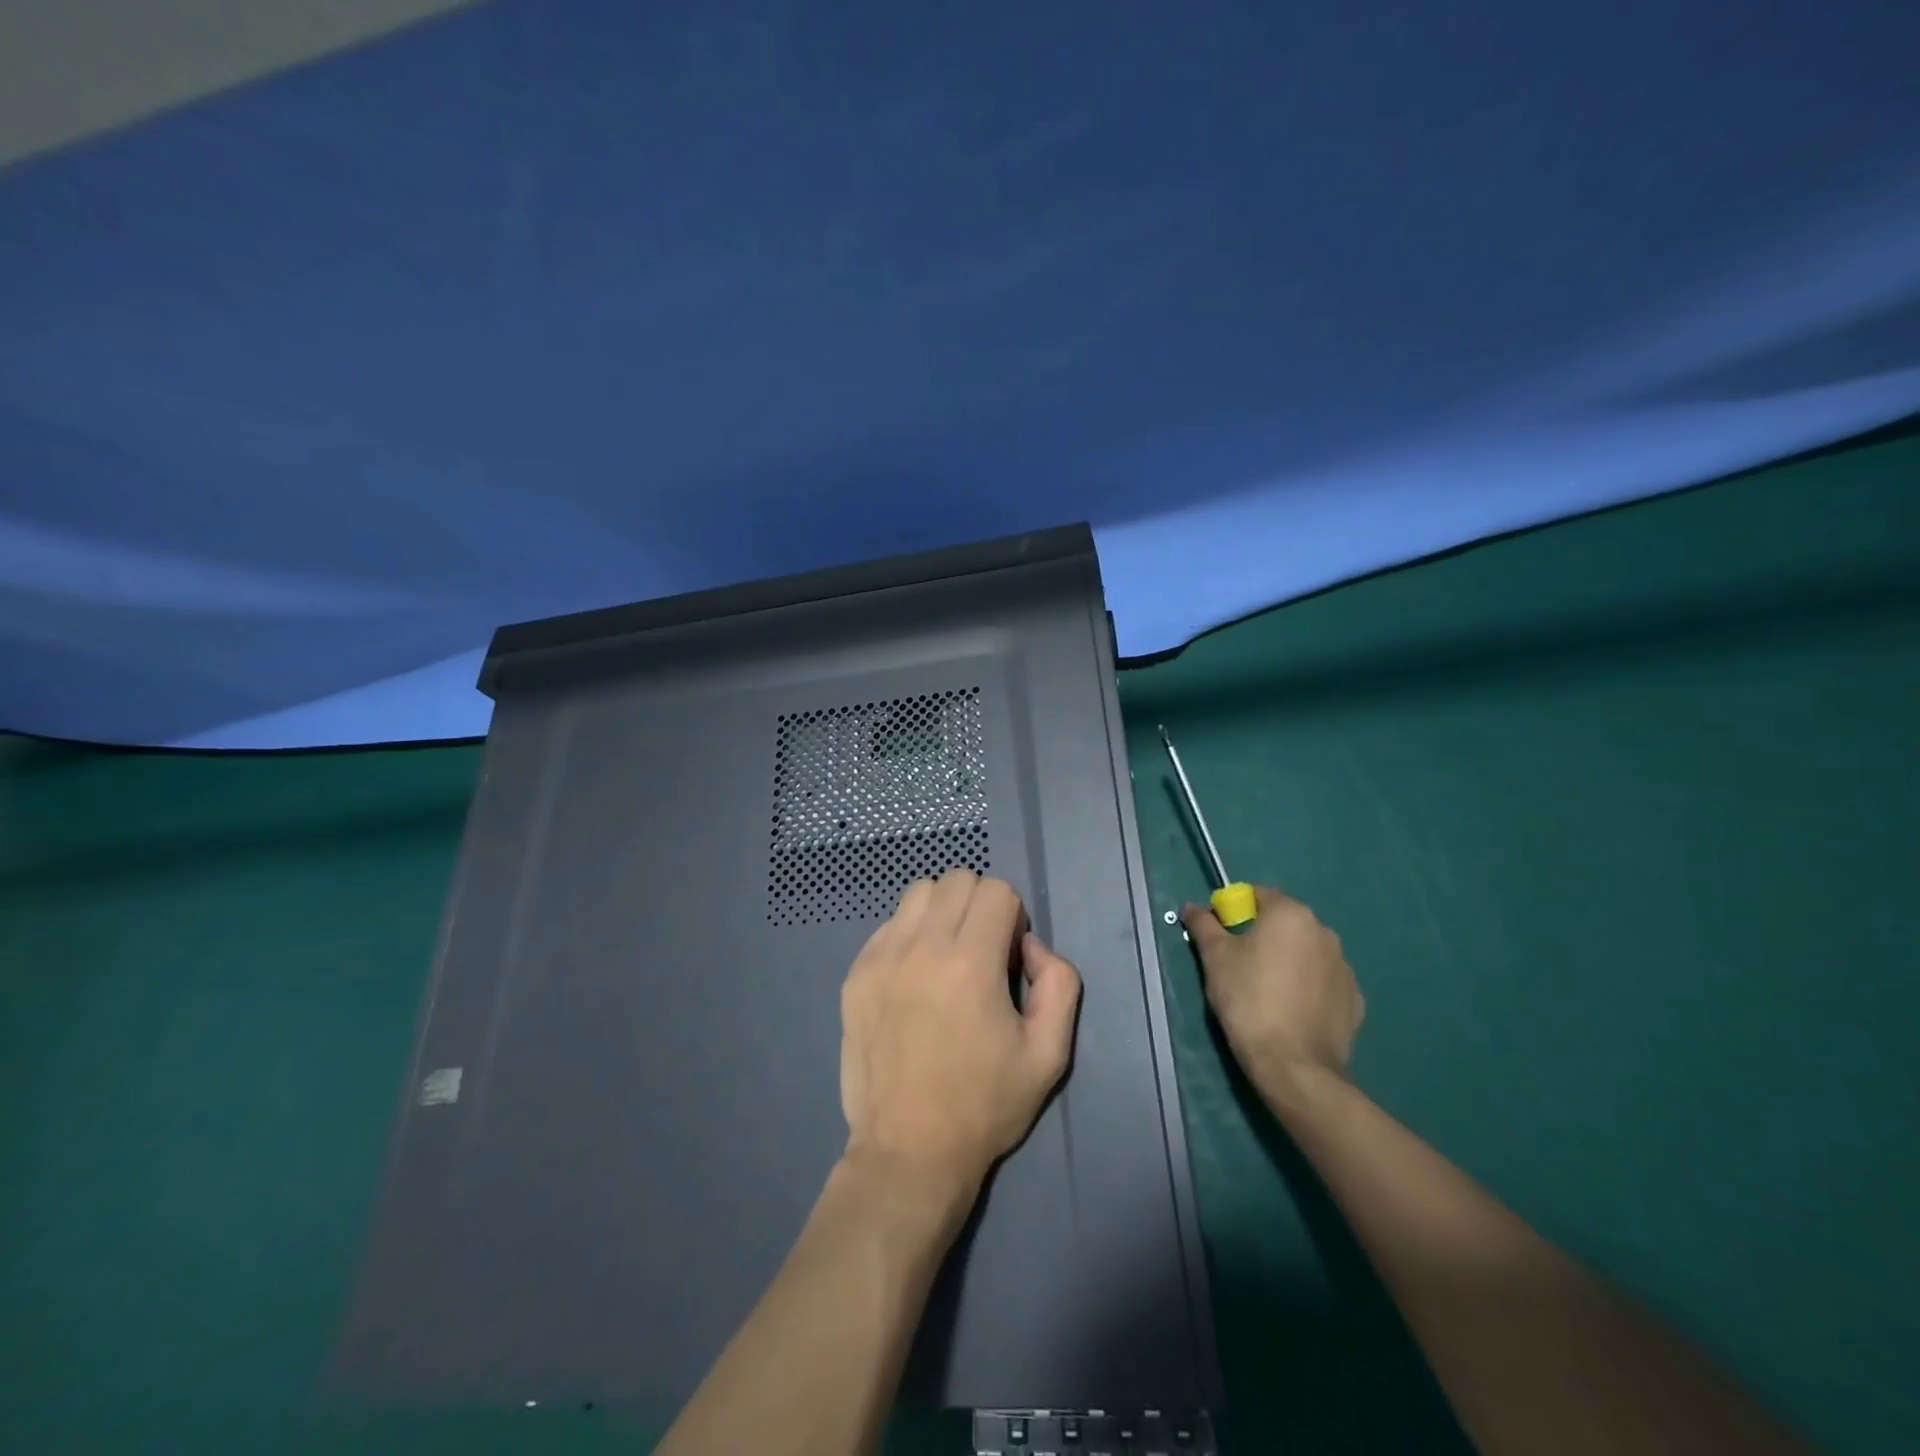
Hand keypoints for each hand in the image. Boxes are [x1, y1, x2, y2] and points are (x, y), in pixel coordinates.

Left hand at [840, 869, 1082, 1199]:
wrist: (908, 1151)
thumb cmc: (984, 1104)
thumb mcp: (1049, 1054)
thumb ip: (1059, 983)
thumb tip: (1031, 946)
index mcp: (971, 962)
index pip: (996, 890)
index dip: (1012, 917)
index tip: (1009, 957)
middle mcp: (922, 947)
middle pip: (957, 878)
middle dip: (979, 904)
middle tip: (981, 952)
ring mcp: (881, 958)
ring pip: (917, 892)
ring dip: (941, 911)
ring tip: (945, 957)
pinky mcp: (855, 975)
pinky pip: (887, 926)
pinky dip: (908, 936)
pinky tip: (914, 979)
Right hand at [1183, 886, 1364, 1098]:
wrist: (1293, 1065)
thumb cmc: (1248, 999)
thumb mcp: (1214, 957)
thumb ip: (1203, 924)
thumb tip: (1192, 907)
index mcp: (1291, 914)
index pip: (1258, 895)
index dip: (1234, 910)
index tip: (1220, 936)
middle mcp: (1324, 932)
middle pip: (1284, 923)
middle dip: (1262, 936)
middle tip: (1238, 964)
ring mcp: (1344, 967)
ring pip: (1305, 952)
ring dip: (1286, 960)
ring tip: (1265, 991)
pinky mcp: (1354, 999)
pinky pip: (1322, 982)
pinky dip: (1306, 987)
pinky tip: (1290, 1010)